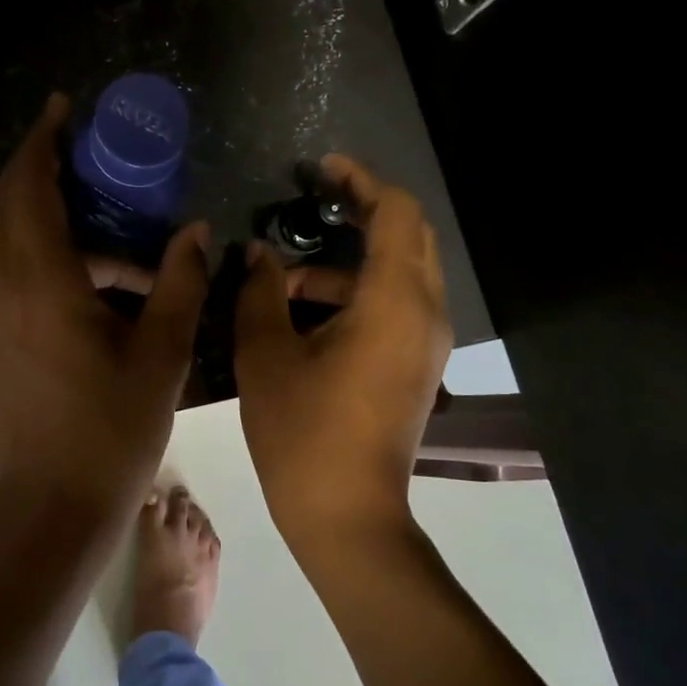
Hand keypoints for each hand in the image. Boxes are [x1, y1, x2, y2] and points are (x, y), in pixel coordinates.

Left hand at [0, 94, 209, 511]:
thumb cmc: (113, 428)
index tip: (62, 111)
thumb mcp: (162, 352)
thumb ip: (180, 283)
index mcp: (40, 283)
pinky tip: (85, 278)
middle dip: (35, 167)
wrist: (54, 505)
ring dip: (42, 216)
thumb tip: (195, 232)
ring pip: (2, 241)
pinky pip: (5, 275)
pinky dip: (37, 254)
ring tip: (105, 225)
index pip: (29, 190)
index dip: (42, 144)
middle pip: (3, 205)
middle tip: (80, 150)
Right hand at [234, 155, 451, 546]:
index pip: (397, 213)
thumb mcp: (267, 354)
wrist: (347, 515)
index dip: (361, 181)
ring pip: (401, 273)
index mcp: (394, 301)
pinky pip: (397, 305)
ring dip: (351, 261)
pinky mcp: (417, 365)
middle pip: (409, 236)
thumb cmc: (303, 432)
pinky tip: (307, 313)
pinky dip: (359, 291)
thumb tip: (259, 254)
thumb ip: (261, 292)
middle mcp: (425, 313)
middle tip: (313, 202)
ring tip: (287, 276)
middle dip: (364, 211)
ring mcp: (426, 342)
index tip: (321, 170)